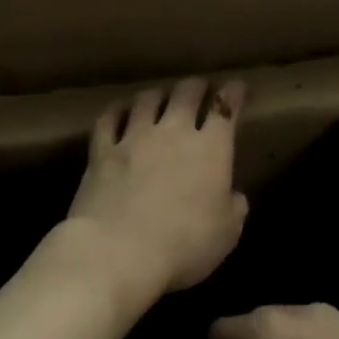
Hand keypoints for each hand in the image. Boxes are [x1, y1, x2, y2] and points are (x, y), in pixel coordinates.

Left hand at [66, 78, 248, 296]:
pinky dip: (117, 111)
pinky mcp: (101, 151)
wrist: (118, 252)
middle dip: (196, 86)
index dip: (233, 94)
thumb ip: (234, 209)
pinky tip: (120, 111)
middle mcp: (174, 132)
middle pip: (186, 93)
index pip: (226, 108)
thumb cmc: (184, 245)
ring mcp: (134, 138)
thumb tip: (234, 196)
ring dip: (158, 94)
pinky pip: (108, 119)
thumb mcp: (227, 234)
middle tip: (200, 87)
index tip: (236, 87)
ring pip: (147, 99)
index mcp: (211, 149)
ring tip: (161, 96)